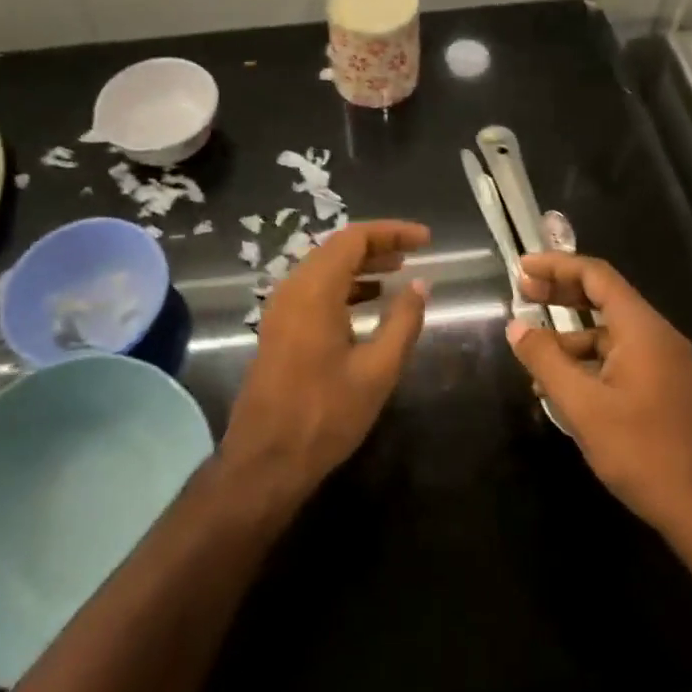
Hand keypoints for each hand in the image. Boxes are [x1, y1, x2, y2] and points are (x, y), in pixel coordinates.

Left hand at [220, 221, 430, 508]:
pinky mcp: (279, 327)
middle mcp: (293, 288)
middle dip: (378, 245)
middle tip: (415, 252)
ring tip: (398, 272)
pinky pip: (314, 289)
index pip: (354, 238)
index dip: (392, 232)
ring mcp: (281, 307)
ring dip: (361, 265)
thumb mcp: (377, 370)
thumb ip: (403, 322)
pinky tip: (369, 301)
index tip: (426, 239)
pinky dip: (344, 286)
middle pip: (337, 248)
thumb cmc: (325, 415)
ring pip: (324, 268)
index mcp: (314, 289)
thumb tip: (421, 285)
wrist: (265, 459)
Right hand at [509, 253, 691, 573]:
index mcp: (643, 329)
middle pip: (605, 299)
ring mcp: (668, 366)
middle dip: (562, 294)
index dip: (556, 266)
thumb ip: (546, 360)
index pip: (597, 276)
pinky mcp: (669, 393)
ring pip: (611, 335)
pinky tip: (565, 393)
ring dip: (571, 339)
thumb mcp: (583, 407)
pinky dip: (590, 365)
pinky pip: (622, 361)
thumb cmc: (645, 453)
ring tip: (534, 362)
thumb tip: (517, 326)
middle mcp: (658, 338)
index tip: (521, 269)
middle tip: (523, 296)